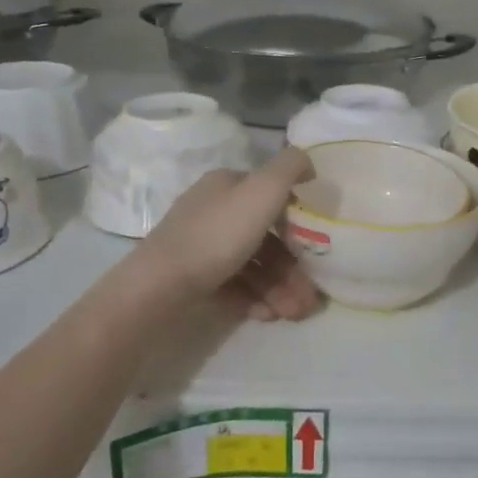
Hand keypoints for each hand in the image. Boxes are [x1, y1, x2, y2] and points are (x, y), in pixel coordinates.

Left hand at [138, 147, 320, 320]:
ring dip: (278, 288)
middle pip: (264, 238)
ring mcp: (199, 246)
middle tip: (309, 298)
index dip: (298, 222)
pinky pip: (232, 285)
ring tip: (293, 314)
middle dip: (292, 268)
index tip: (319, 249)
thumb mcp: (262, 191)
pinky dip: (254, 298)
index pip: (271, 197)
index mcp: (227, 185)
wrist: (159, 287)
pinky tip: (267, 315)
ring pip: (251, 265)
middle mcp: (212, 210)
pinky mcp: (191, 278)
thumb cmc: (217, 235)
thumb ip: (290, 168)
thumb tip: (307, 163)